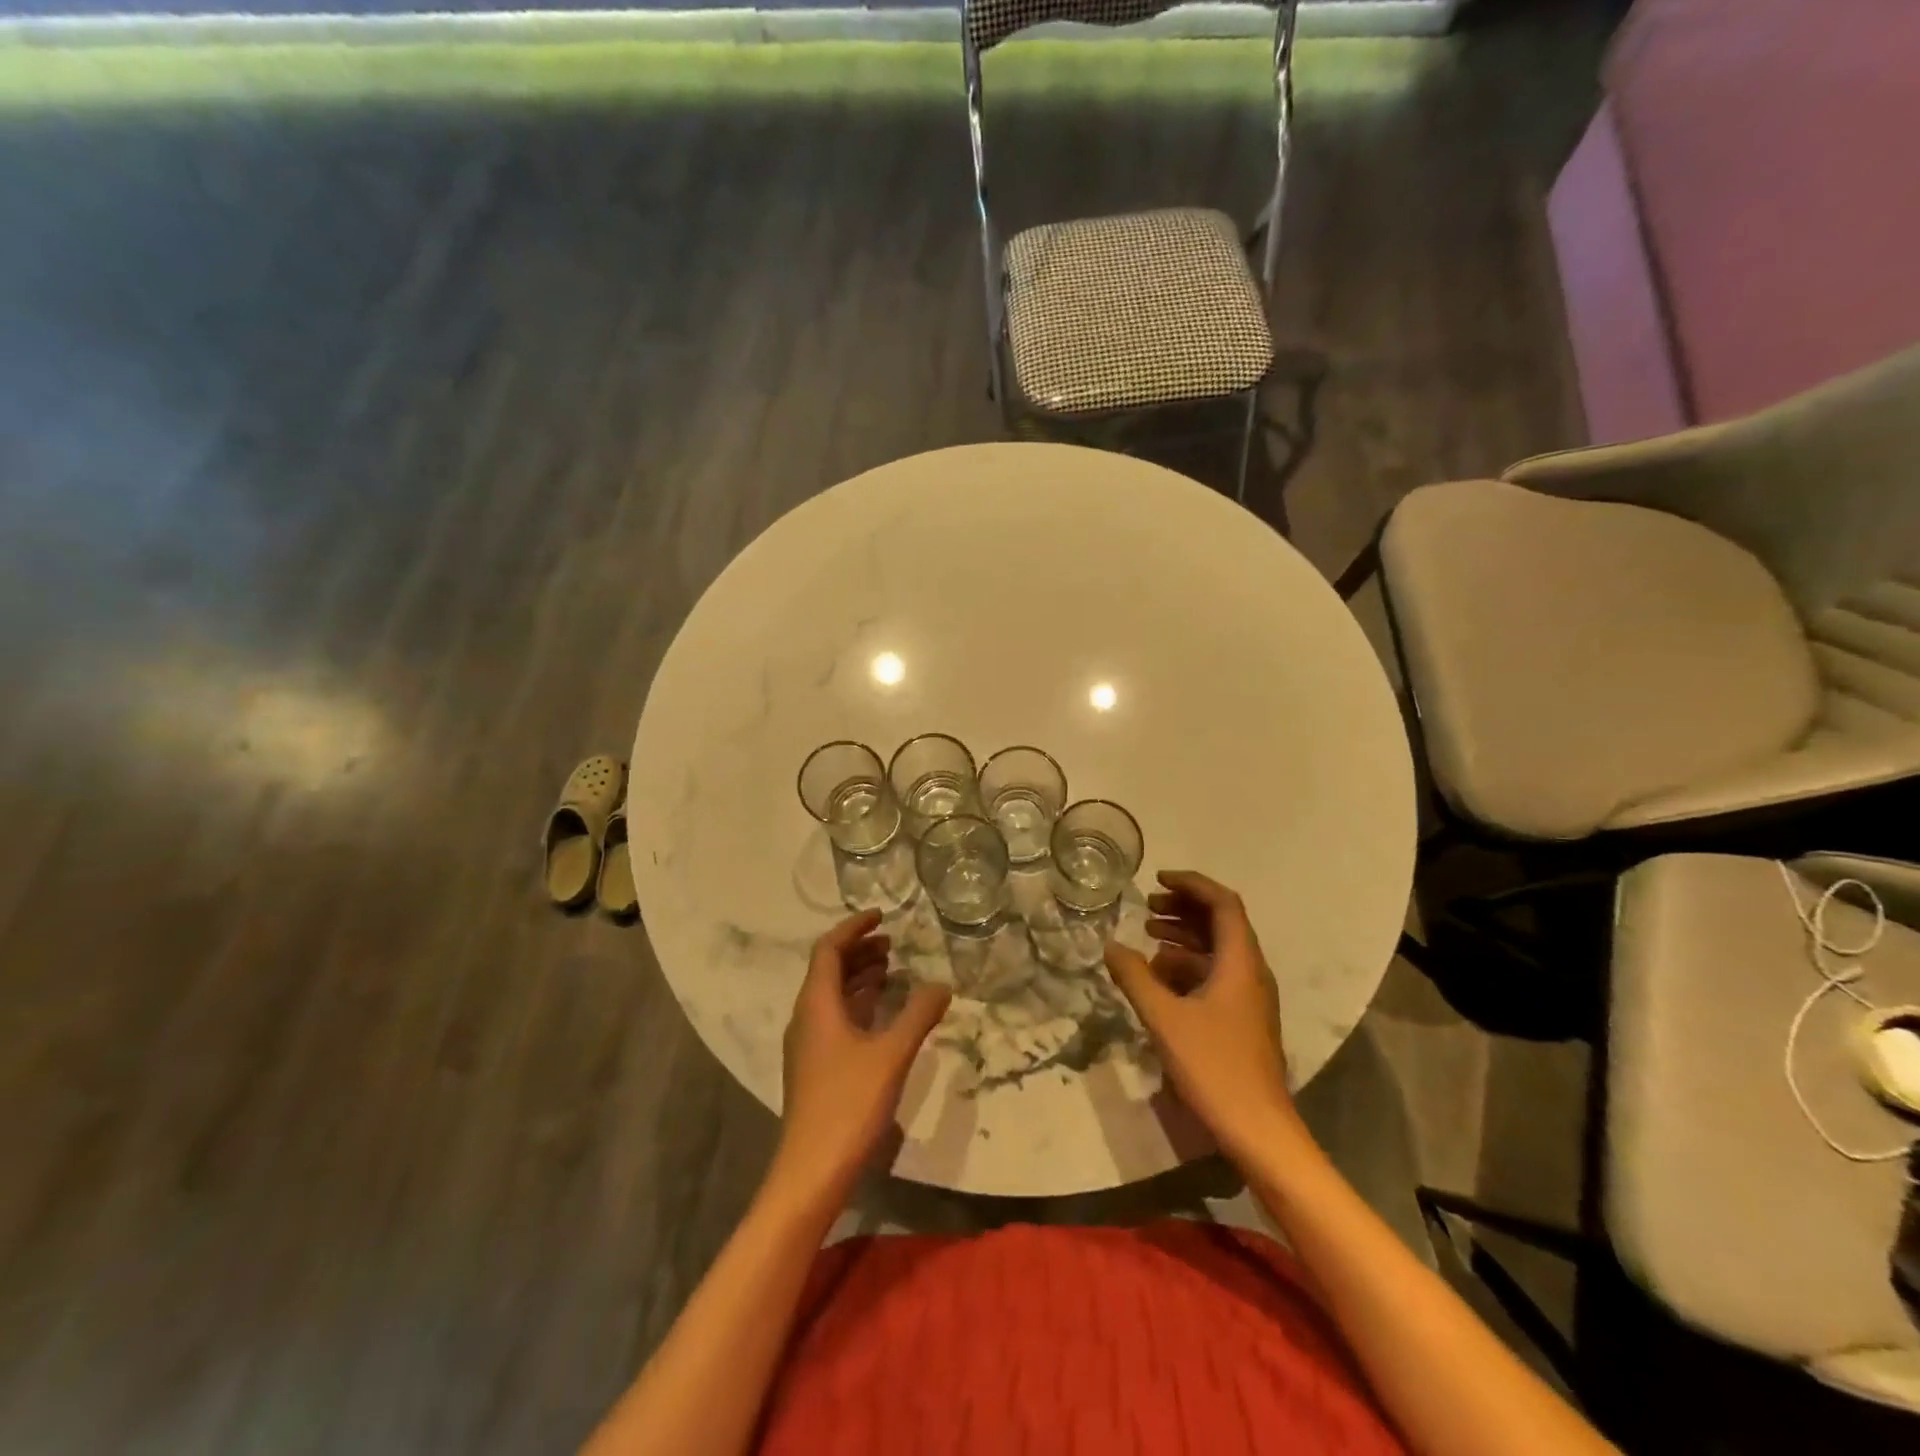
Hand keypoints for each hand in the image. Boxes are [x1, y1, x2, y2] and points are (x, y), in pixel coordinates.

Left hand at [775, 909, 951, 1202]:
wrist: (811, 1171)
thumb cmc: (849, 1104)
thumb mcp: (891, 1055)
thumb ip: (918, 1015)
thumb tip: (941, 984)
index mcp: (817, 1004)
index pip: (829, 949)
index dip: (854, 928)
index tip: (882, 917)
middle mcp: (807, 1017)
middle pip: (829, 969)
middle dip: (860, 951)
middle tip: (894, 943)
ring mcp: (809, 1044)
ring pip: (833, 996)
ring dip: (860, 977)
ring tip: (894, 971)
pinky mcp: (816, 1067)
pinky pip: (836, 1018)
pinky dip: (859, 1004)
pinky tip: (884, 1015)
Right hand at [1104, 870, 1301, 1165]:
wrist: (1258, 1130)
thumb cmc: (1214, 1067)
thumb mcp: (1165, 1018)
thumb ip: (1135, 977)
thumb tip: (1111, 946)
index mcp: (1240, 962)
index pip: (1223, 904)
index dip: (1192, 884)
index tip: (1157, 879)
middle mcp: (1250, 972)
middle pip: (1222, 922)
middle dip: (1184, 908)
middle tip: (1147, 907)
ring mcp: (1249, 997)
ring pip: (1218, 950)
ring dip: (1184, 936)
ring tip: (1148, 936)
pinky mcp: (1243, 1019)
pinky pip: (1216, 975)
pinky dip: (1188, 965)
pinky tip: (1159, 977)